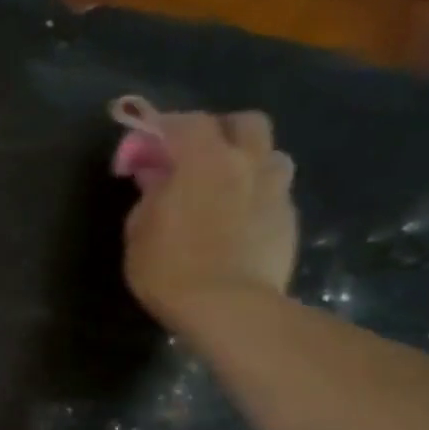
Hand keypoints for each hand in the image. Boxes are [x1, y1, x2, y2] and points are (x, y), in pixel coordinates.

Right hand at [121, 110, 297, 329]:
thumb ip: (151, 195)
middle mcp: (247, 163)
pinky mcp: (289, 218)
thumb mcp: (139, 229)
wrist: (227, 307)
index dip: (161, 128)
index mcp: (205, 160)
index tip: (141, 149)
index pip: (185, 122)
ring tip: (222, 186)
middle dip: (218, 131)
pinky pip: (274, 190)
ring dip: (245, 161)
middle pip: (244, 122)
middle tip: (192, 157)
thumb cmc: (169, 266)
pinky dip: (254, 193)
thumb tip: (159, 180)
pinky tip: (236, 218)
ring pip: (268, 154)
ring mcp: (275, 189)